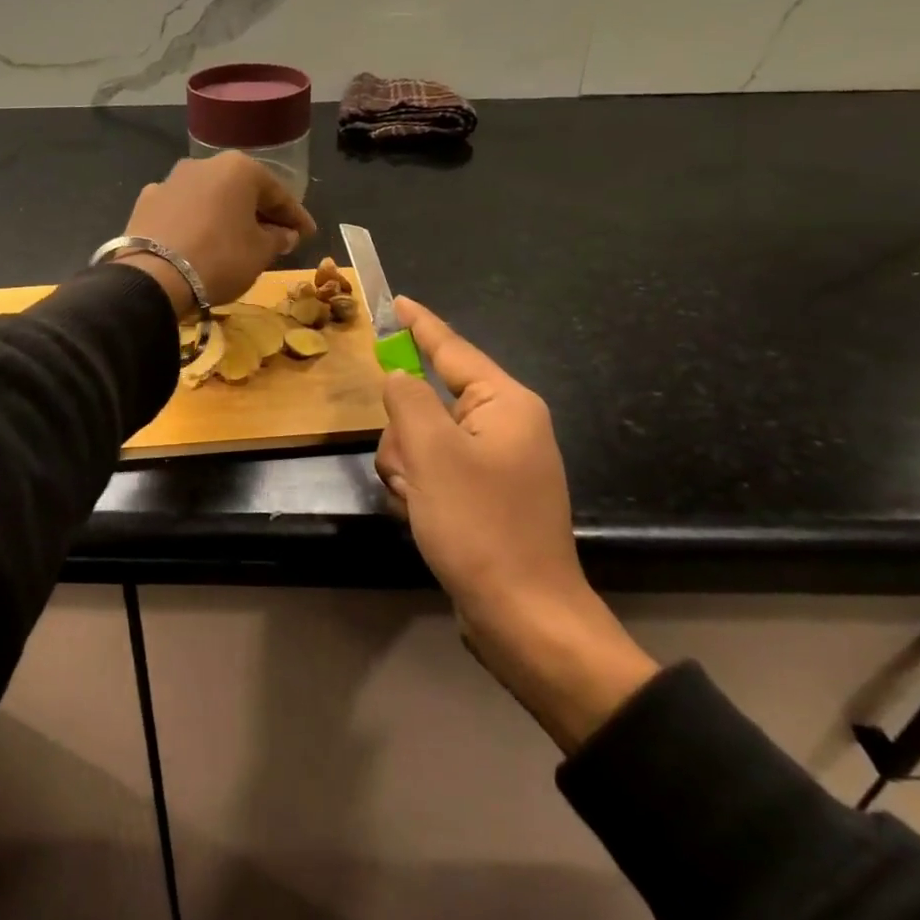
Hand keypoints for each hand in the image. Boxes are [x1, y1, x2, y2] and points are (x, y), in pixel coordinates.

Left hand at [119, 152, 315, 311]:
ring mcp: (170, 181)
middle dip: (260, 213)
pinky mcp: (145, 202)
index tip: (308, 234)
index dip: (296, 217)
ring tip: (237, 240)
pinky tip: (199, 242)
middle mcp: (203, 164)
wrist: (153, 278)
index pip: (278, 193)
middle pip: (241, 191)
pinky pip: (182, 211)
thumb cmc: (220, 259)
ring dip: (226, 216)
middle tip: (277, 237)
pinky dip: (196, 223)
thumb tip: (285, 234)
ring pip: (210, 198)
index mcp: (239, 168)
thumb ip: (278, 239)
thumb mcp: (260, 253)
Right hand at [375, 298, 658, 751]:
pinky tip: (421, 515)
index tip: (396, 302)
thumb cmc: (480, 526)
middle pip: (431, 401)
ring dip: (409, 464)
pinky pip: (439, 471)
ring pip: (427, 439)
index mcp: (505, 404)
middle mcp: (507, 426)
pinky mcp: (488, 497)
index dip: (420, 325)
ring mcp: (500, 464)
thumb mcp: (432, 454)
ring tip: (415, 500)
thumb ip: (408, 400)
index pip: (453, 349)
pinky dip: (421, 487)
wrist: (524, 617)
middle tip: (406, 467)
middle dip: (405, 431)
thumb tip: (399, 377)